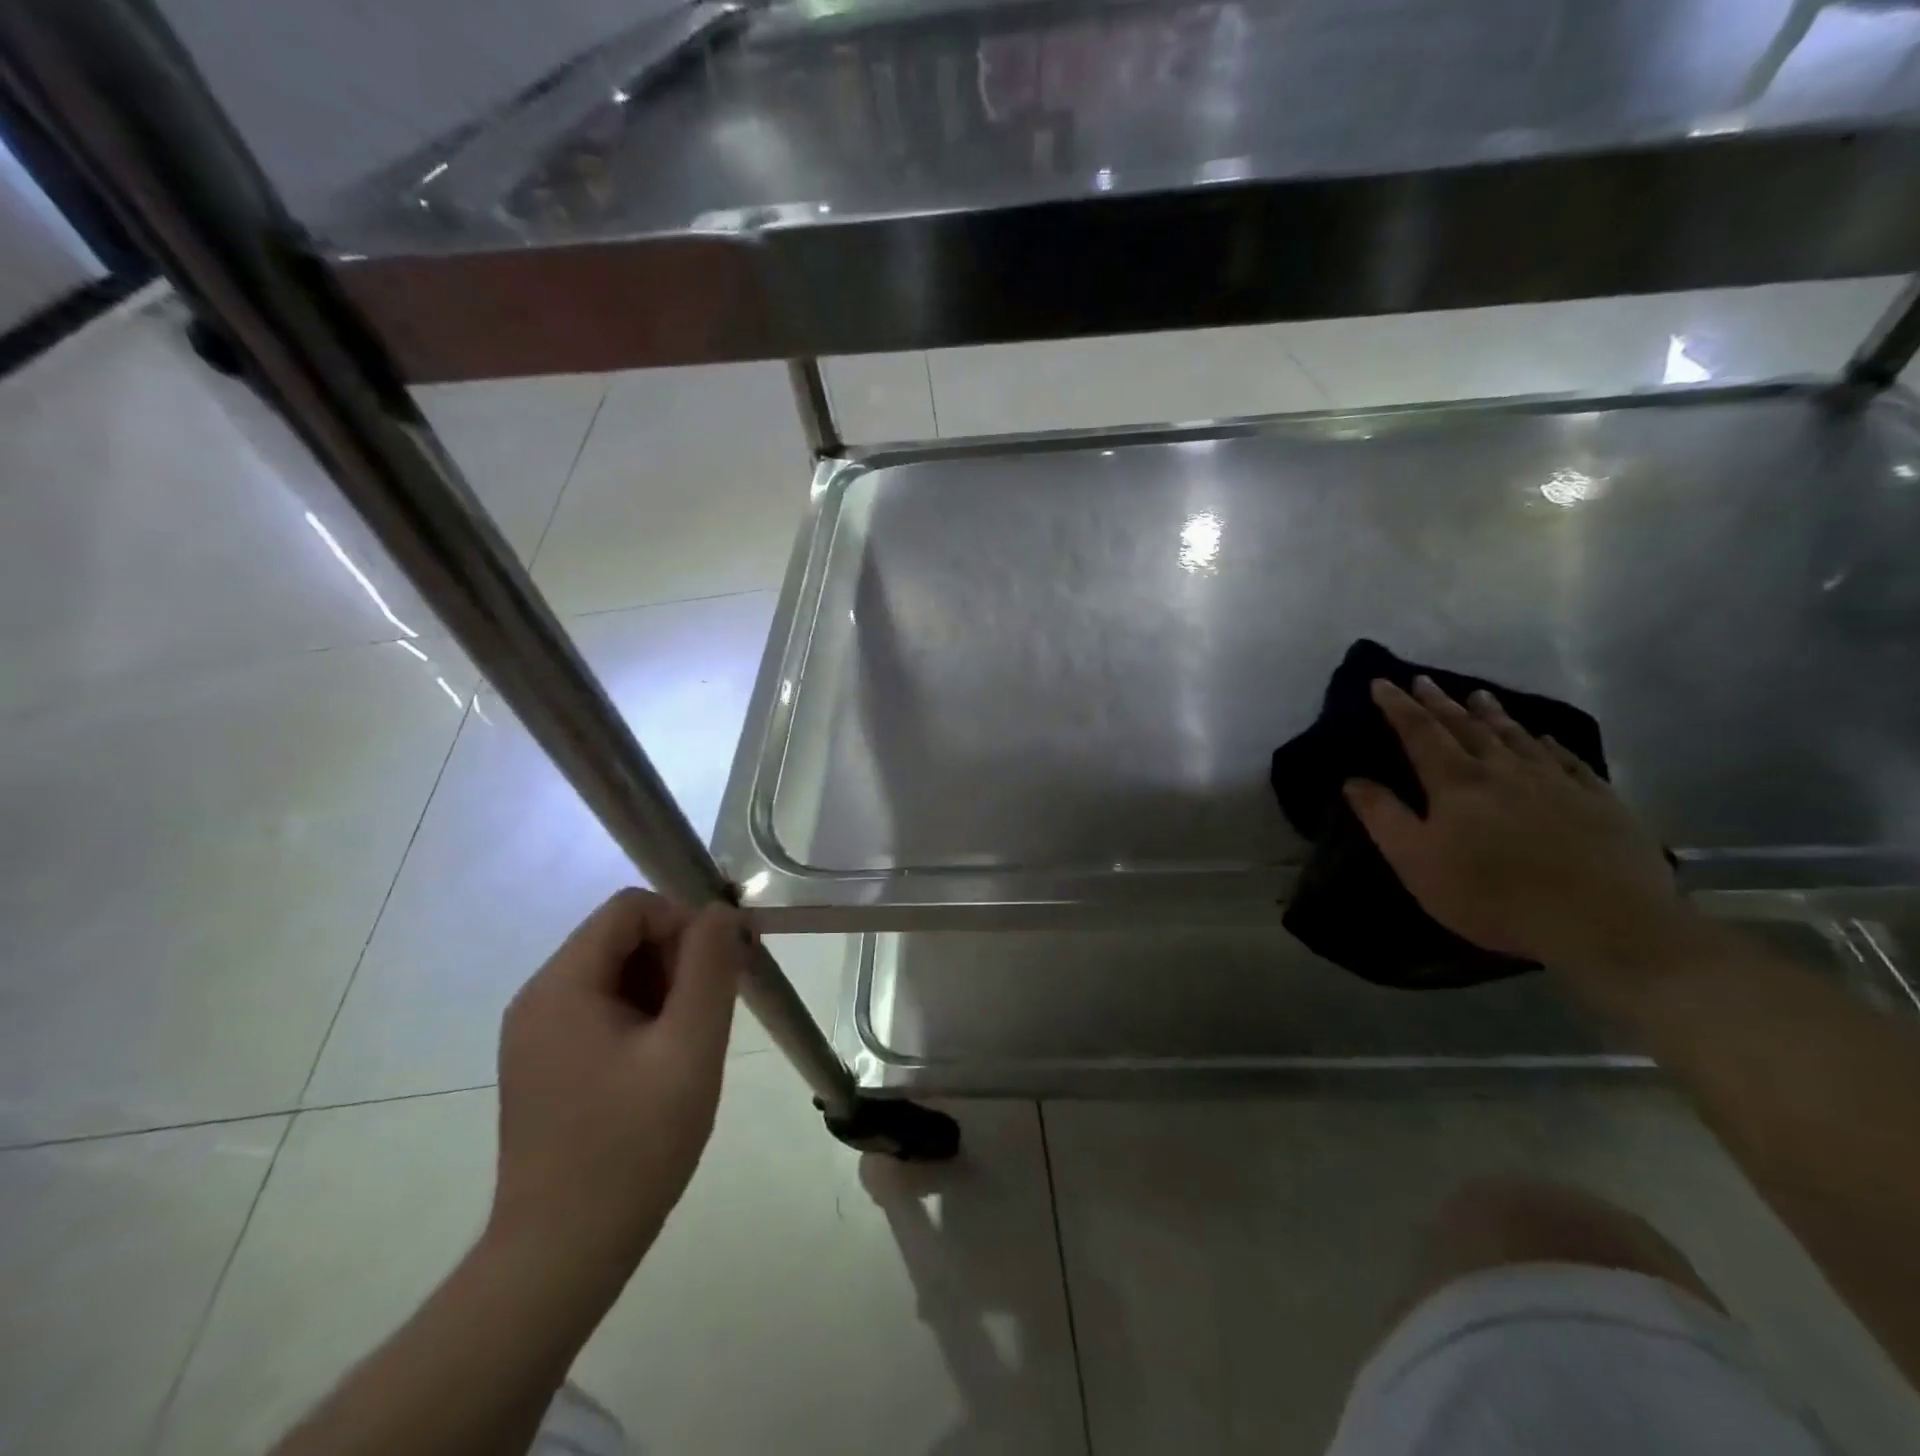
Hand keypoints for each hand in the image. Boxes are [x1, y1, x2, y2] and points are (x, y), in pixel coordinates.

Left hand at [490, 889, 751, 1280]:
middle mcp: (539, 999)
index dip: (684, 922)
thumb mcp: (689, 1048)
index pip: (630, 908)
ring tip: (692, 1044)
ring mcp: (537, 1035)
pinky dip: (644, 1017)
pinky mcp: (546, 1065)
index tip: (722, 967)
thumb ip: (709, 968)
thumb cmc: (632, 1146)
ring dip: (665, 990)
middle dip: (678, 958)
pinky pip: (604, 1010)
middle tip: (715, 1009)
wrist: (561, 1256)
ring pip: (617, 974)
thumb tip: (720, 911)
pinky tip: (666, 1063)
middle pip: (622, 938)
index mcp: (562, 986)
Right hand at [1343, 677, 1688, 973]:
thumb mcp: (1416, 861)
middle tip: (1424, 680)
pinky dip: (1549, 744)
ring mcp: (1556, 782)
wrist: (1604, 923)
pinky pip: (1568, 760)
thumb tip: (1353, 779)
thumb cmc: (1492, 895)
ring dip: (1493, 714)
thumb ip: (1383, 817)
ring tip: (1479, 696)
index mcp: (1456, 782)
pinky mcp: (1600, 801)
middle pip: (1466, 727)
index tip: (1382, 682)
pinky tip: (1545, 739)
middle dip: (1440, 703)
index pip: (1419, 732)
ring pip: (1516, 737)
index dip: (1398, 706)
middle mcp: (1504, 770)